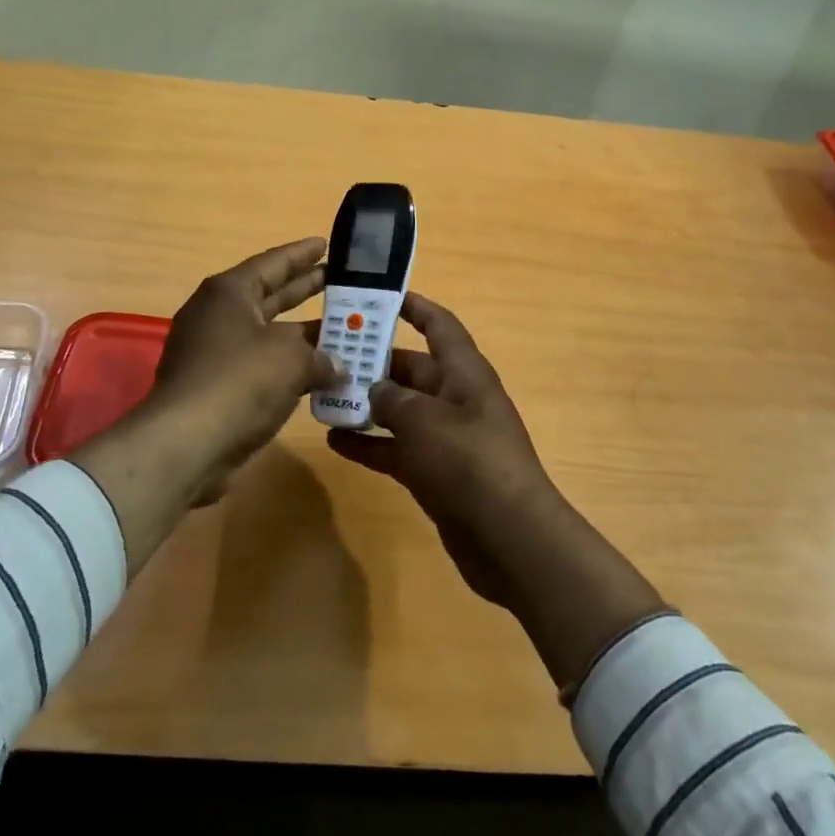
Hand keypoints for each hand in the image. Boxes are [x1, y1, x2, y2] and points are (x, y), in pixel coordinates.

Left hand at [150, 236, 338, 486]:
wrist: (186, 444)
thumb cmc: (239, 381)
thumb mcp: (290, 359)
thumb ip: (320, 356)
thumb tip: (337, 366)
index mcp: (229, 293)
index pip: (272, 263)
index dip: (301, 254)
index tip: (327, 244)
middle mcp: (217, 316)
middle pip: (269, 296)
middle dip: (304, 290)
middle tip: (340, 282)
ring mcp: (213, 354)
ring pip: (267, 335)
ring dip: (302, 336)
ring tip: (341, 331)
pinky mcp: (216, 389)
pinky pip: (261, 368)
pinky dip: (288, 368)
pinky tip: (320, 376)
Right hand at [327, 292, 667, 690]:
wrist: (509, 539)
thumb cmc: (468, 462)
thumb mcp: (424, 420)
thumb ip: (392, 398)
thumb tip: (375, 390)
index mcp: (464, 373)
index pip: (438, 325)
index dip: (413, 307)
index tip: (379, 297)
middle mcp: (456, 398)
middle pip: (412, 368)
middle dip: (374, 361)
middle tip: (330, 355)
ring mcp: (447, 438)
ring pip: (401, 410)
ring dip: (367, 404)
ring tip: (325, 397)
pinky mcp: (437, 473)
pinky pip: (398, 448)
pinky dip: (370, 444)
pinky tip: (335, 441)